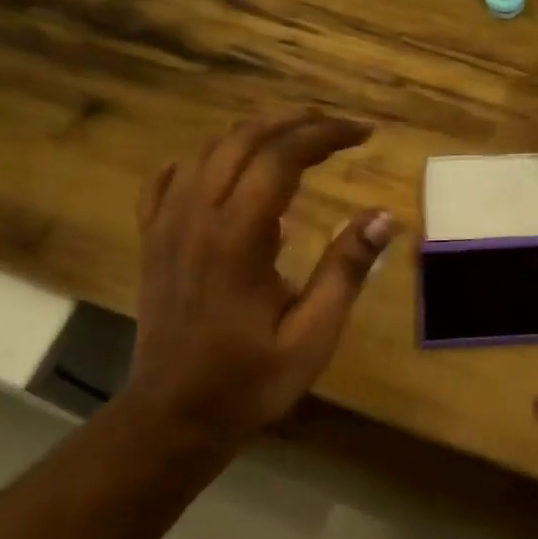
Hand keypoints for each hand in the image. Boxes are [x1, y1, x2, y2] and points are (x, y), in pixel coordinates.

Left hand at [125, 110, 397, 447]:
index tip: (364, 133)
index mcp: (238, 236)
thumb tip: (384, 216)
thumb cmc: (249, 380)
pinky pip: (168, 182)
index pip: (283, 157)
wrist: (174, 415)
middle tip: (335, 127)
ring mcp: (167, 226)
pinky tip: (221, 172)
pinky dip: (201, 163)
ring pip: (207, 152)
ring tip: (292, 140)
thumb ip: (345, 270)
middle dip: (293, 123)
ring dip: (252, 136)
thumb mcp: (312, 334)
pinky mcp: (153, 241)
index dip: (326, 135)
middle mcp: (197, 216)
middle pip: (243, 140)